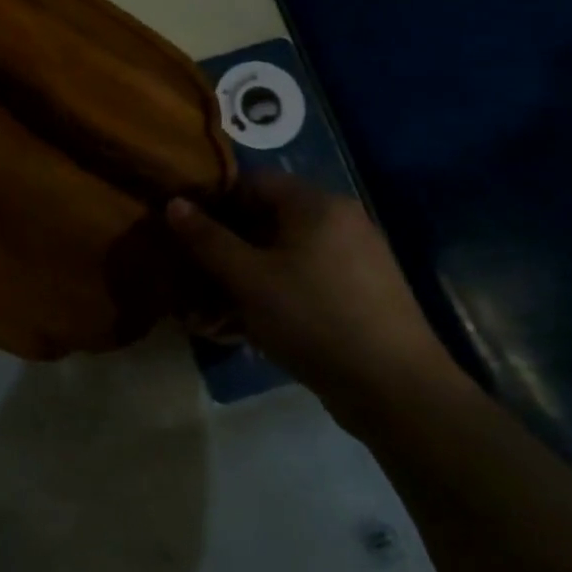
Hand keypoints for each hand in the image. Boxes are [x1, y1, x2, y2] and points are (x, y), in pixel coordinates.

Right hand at [166, 173, 466, 433]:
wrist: (398, 391)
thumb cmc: (313, 318)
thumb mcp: (249, 279)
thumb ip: (207, 239)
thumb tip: (174, 203)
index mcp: (316, 204)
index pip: (253, 181)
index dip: (213, 199)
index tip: (184, 227)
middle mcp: (339, 221)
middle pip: (267, 219)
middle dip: (226, 246)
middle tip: (193, 272)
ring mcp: (355, 259)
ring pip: (283, 255)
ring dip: (244, 277)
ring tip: (210, 311)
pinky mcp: (361, 294)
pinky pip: (304, 280)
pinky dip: (273, 295)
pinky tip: (247, 327)